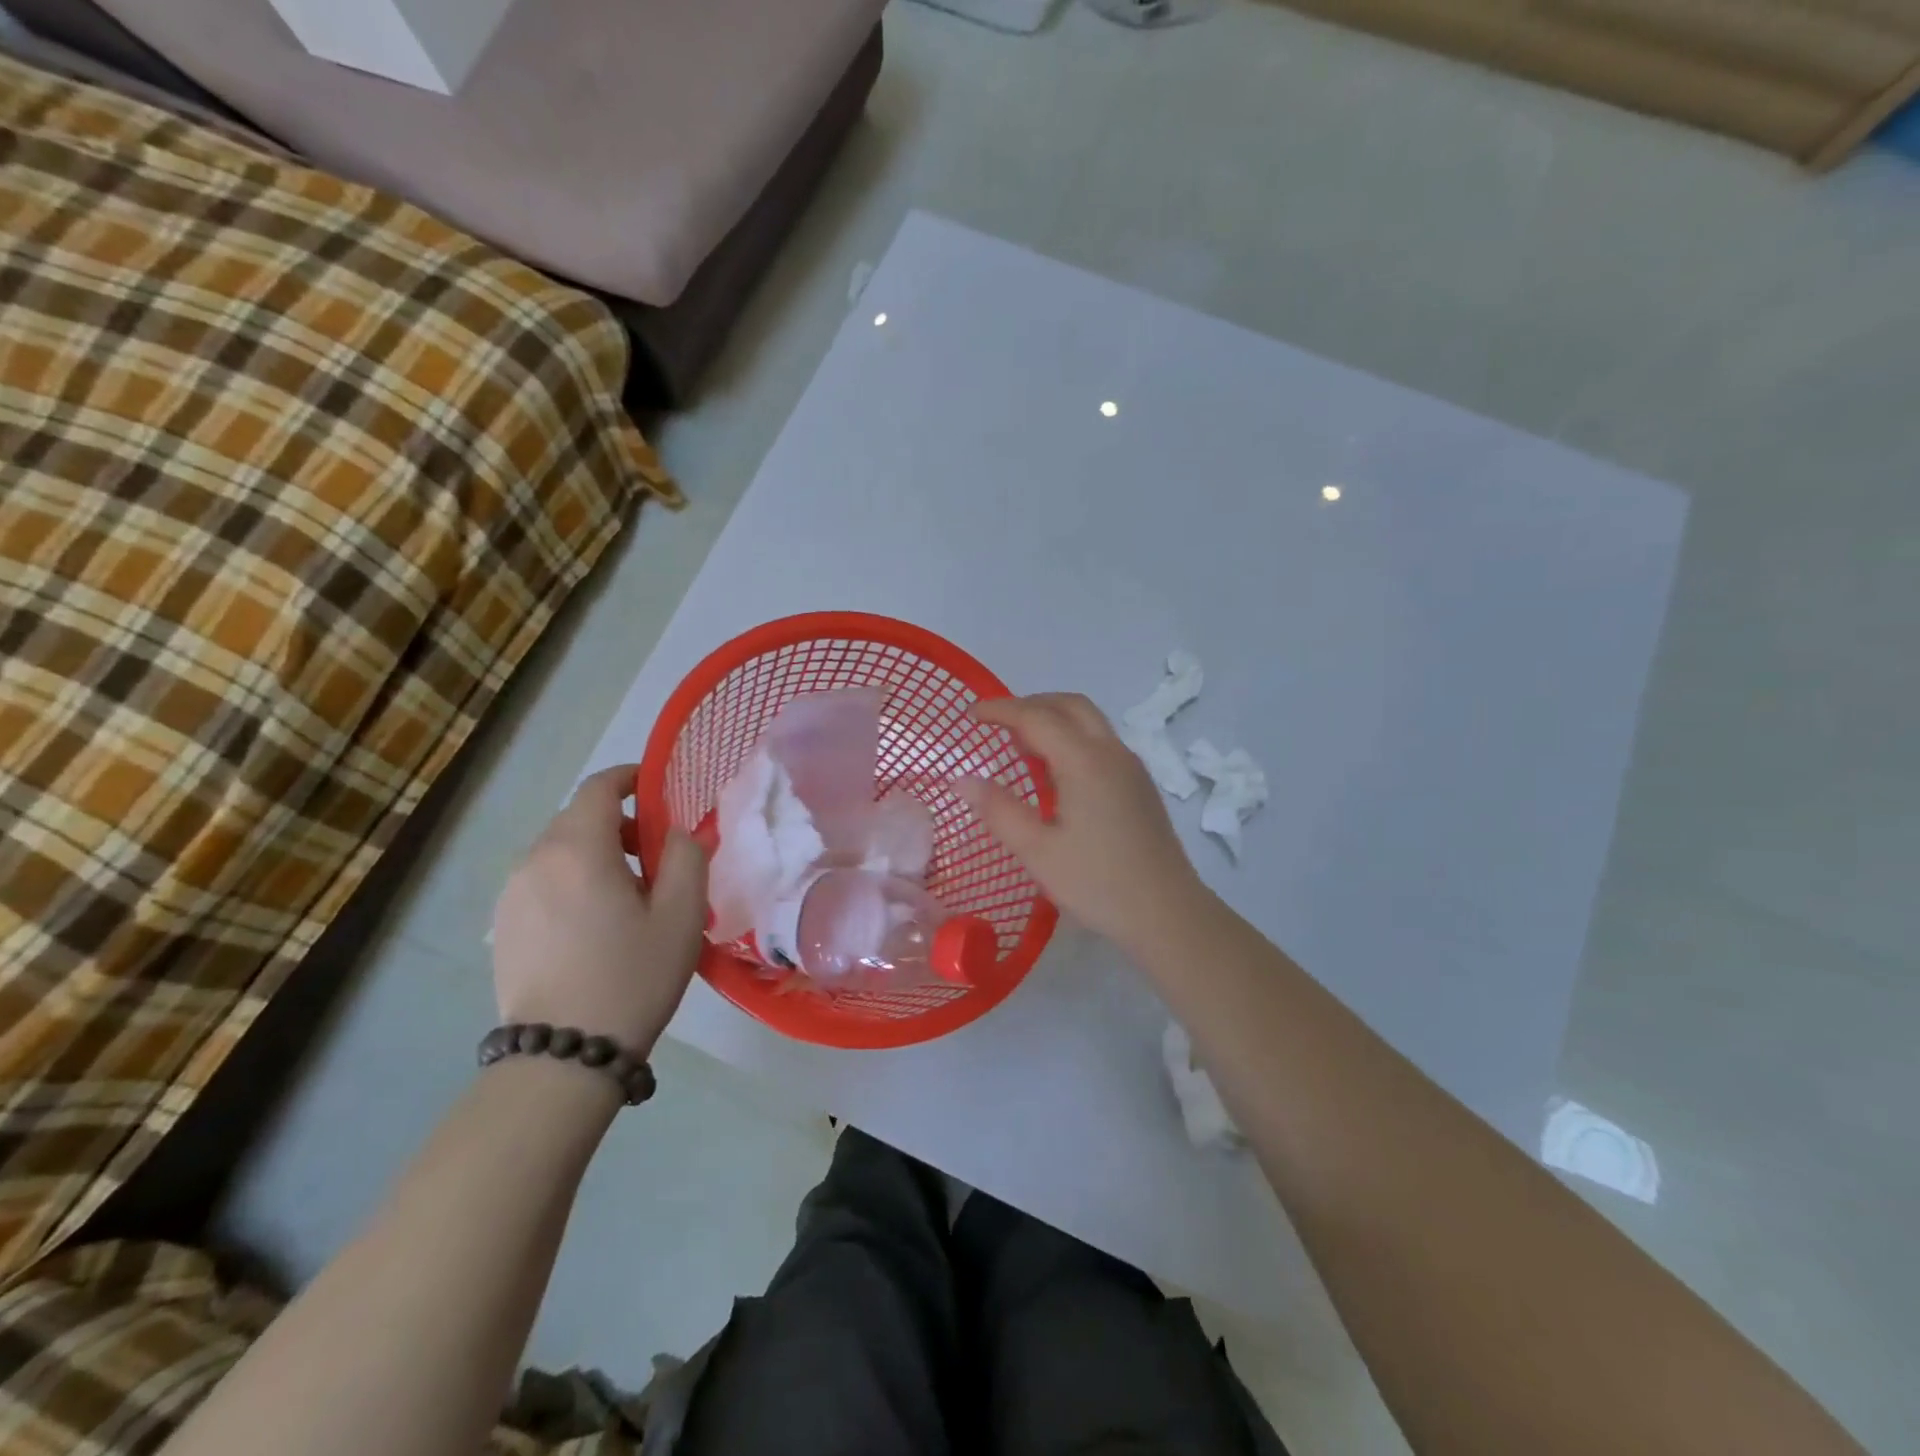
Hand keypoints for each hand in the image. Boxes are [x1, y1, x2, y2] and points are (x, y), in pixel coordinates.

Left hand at [492, 764, 707, 1058]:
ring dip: (594, 854)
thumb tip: (675, 833)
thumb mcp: (681, 914)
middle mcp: (535, 860)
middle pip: (578, 818)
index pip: (599, 788)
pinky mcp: (502, 926)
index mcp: (578, 848)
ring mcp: (511, 894)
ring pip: (558, 851)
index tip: (656, 788)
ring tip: (627, 896)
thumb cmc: (633, 976)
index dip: (629, 778)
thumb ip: (686, 857)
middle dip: (618, 822)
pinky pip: (542, 882)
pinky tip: (594, 924)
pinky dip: (571, 881)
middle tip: (655, 856)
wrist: (563, 1053)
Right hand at [959, 693, 1205, 951]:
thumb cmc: (1097, 883)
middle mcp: (1112, 752)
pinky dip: (1071, 737)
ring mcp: (1131, 767)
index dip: (1001, 710)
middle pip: (1070, 705)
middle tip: (997, 721)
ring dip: (1053, 718)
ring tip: (1020, 744)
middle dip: (1030, 704)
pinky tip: (1056, 772)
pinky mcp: (1139, 785)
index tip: (970, 713)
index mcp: (1085, 762)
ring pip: (1090, 721)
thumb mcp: (1037, 851)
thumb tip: (961, 778)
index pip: (1037, 717)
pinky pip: (1100, 742)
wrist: (1167, 913)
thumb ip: (998, 810)